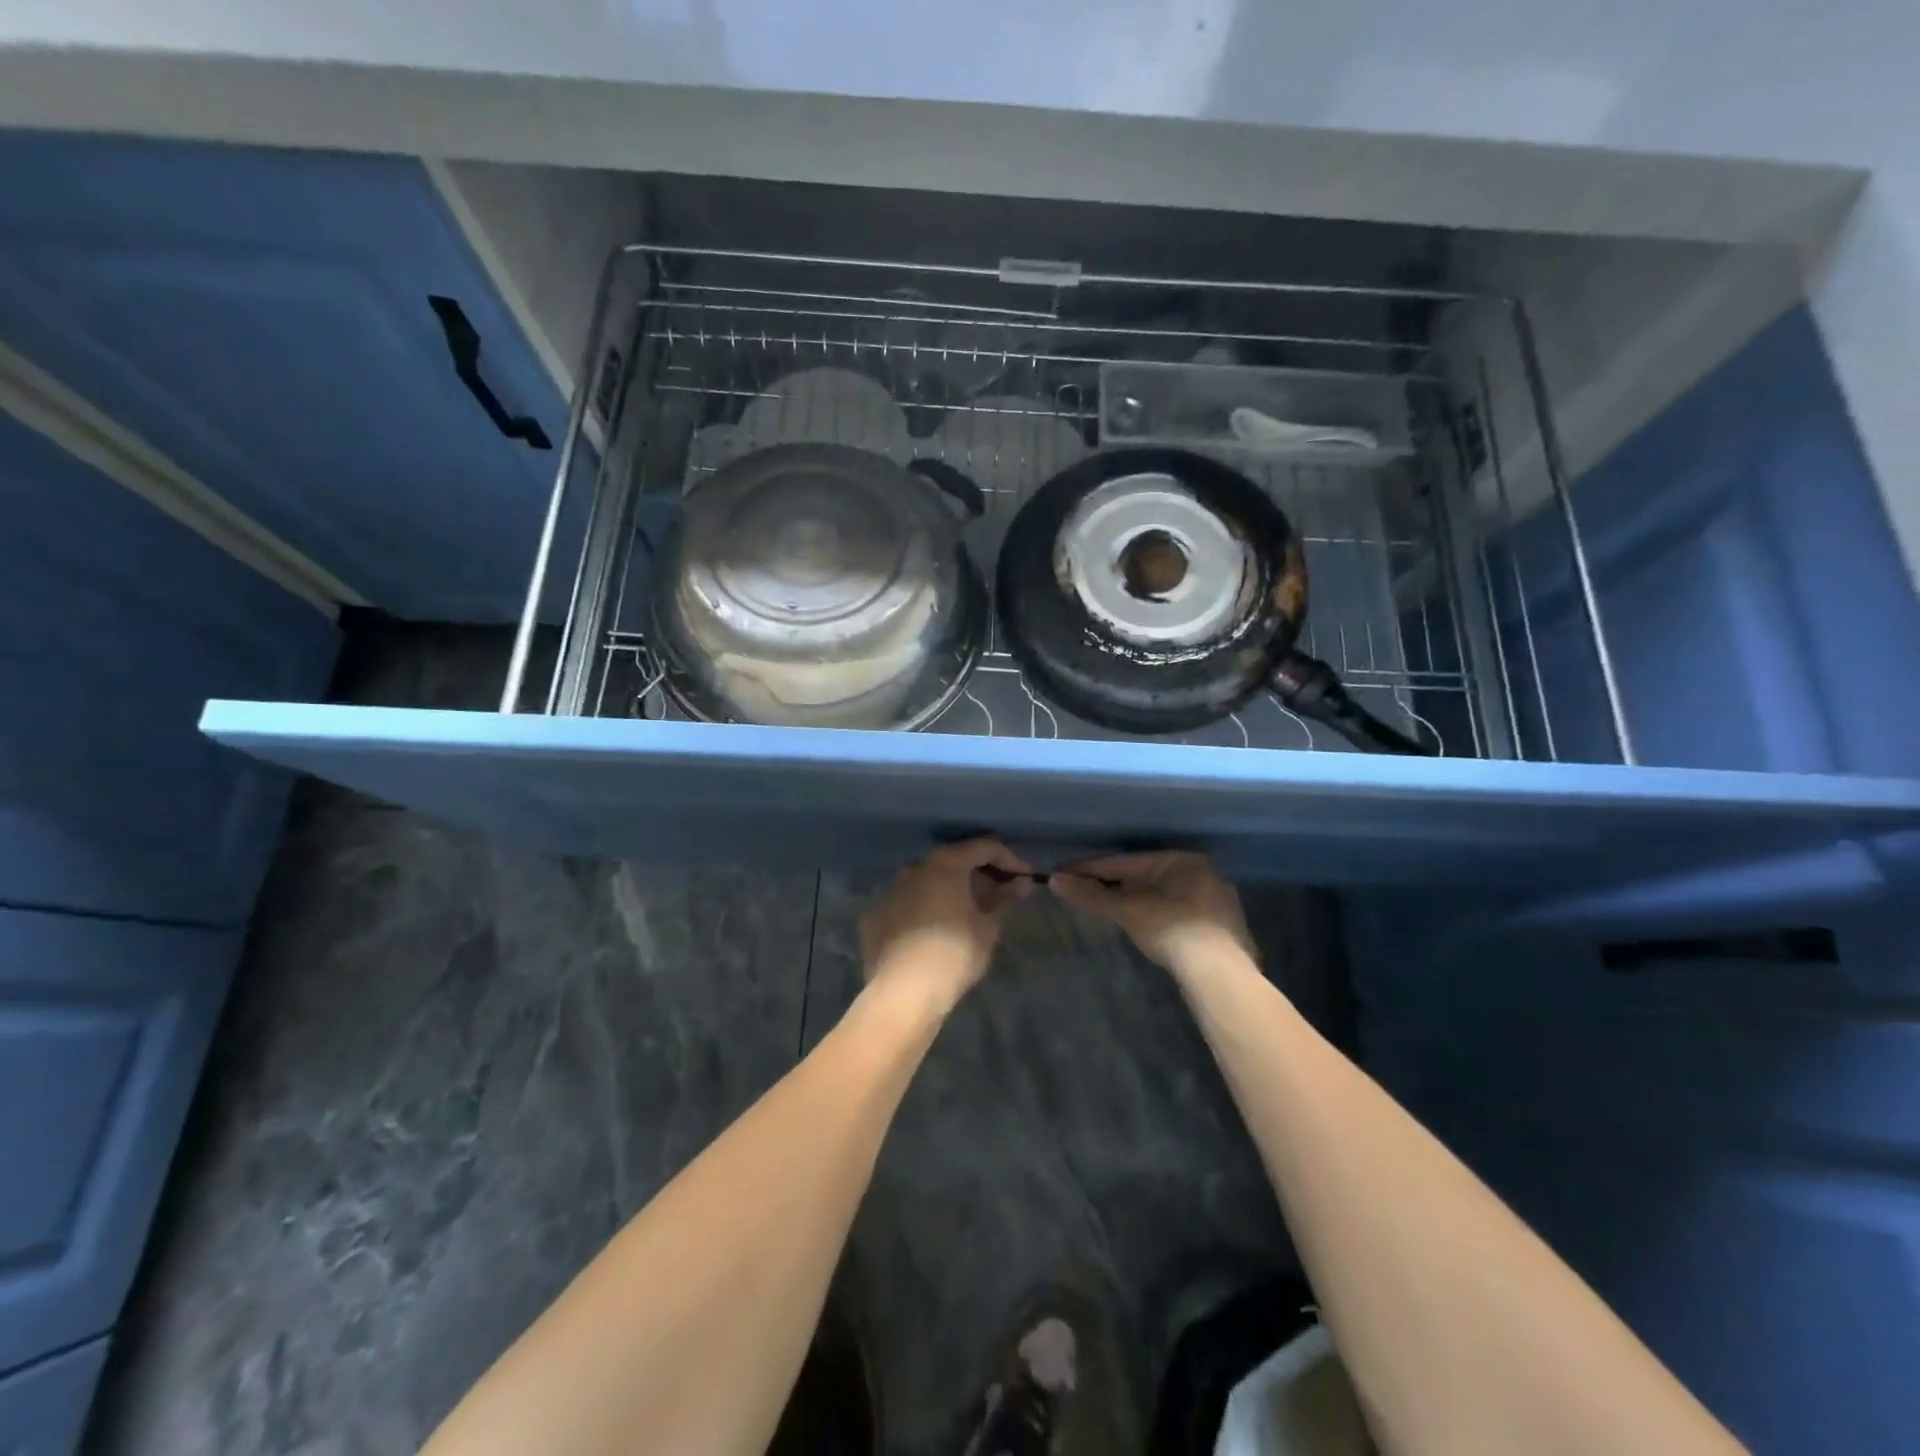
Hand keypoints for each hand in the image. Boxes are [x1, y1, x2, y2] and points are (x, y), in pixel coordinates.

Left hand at [859, 840, 1033, 1007]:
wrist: (903, 993)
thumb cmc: (954, 954)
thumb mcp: (988, 928)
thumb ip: (1004, 900)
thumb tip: (1020, 883)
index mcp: (945, 864)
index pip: (983, 847)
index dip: (1009, 859)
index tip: (1024, 877)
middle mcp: (914, 867)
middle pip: (953, 862)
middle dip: (978, 875)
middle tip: (998, 897)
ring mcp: (889, 890)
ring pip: (926, 882)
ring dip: (948, 891)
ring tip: (966, 914)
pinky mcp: (874, 916)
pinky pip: (906, 904)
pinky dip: (924, 910)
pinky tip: (934, 931)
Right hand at [1049, 851, 1254, 974]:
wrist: (1218, 972)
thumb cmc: (1170, 929)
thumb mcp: (1126, 911)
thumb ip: (1091, 895)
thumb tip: (1056, 879)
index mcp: (1181, 859)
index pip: (1126, 862)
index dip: (1093, 869)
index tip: (1067, 873)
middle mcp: (1205, 873)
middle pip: (1148, 877)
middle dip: (1117, 885)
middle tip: (1088, 892)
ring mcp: (1219, 901)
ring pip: (1167, 896)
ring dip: (1140, 902)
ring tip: (1114, 912)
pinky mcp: (1225, 928)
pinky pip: (1182, 914)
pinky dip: (1161, 918)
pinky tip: (1149, 929)